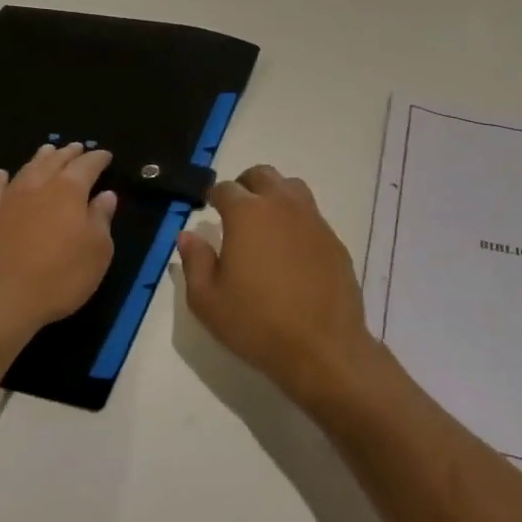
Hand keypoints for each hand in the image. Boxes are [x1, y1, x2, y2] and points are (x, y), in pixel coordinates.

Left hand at [0, 142, 117, 343]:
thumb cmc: (59, 277)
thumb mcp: (97, 252)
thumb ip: (102, 219)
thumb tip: (105, 196)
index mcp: (69, 191)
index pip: (88, 165)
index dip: (98, 158)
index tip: (106, 155)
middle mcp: (39, 186)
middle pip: (55, 161)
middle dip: (69, 153)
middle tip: (77, 147)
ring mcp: (9, 200)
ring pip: (27, 169)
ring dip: (40, 159)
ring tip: (48, 151)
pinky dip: (1, 179)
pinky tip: (2, 175)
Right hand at [176, 165, 380, 411]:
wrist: (322, 347)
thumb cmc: (256, 323)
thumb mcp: (208, 301)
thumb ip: (195, 261)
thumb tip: (188, 235)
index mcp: (247, 214)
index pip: (225, 189)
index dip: (213, 197)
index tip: (209, 210)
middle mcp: (282, 205)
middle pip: (262, 175)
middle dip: (245, 185)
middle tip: (235, 210)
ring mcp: (313, 219)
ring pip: (291, 187)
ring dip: (274, 195)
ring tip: (265, 222)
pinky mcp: (333, 238)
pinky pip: (311, 214)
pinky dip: (297, 219)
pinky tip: (291, 248)